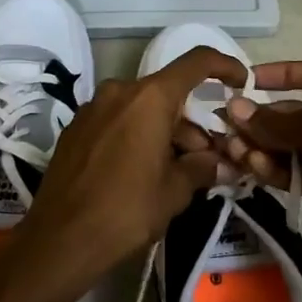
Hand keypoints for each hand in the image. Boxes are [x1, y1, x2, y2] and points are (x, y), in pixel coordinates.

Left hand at [11, 47, 246, 301]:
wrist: (60, 239)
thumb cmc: (126, 211)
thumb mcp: (175, 191)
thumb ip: (202, 168)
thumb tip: (220, 162)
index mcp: (149, 98)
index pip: (196, 62)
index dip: (224, 65)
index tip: (241, 82)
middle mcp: (119, 91)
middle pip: (167, 93)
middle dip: (192, 120)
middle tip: (210, 156)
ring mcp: (92, 108)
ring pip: (141, 108)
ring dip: (164, 131)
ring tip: (179, 170)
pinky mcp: (75, 129)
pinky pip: (117, 121)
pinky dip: (136, 135)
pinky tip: (142, 170)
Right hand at [220, 59, 301, 278]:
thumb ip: (279, 121)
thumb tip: (235, 109)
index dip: (279, 74)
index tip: (244, 81)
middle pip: (295, 112)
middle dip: (261, 119)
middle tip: (224, 127)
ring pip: (293, 146)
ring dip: (264, 148)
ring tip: (234, 153)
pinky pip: (300, 174)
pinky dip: (277, 172)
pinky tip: (254, 171)